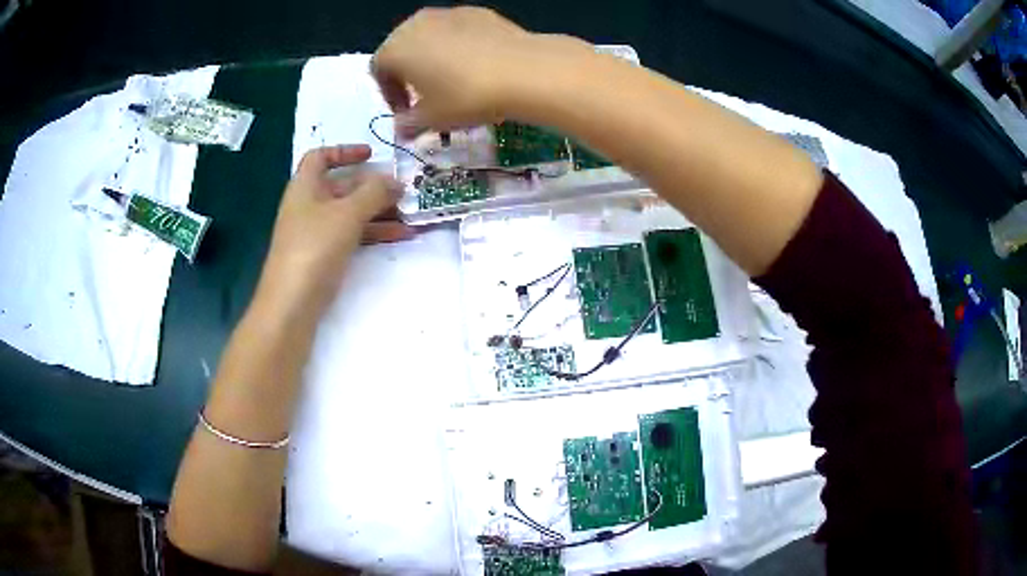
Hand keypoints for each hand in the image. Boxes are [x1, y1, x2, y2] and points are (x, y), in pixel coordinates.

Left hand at [255, 145, 410, 317]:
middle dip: (373, 186)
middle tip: (403, 189)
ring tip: (411, 214)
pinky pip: (352, 236)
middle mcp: (309, 206)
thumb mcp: (347, 213)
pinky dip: (374, 233)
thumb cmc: (314, 248)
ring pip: (351, 213)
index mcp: (305, 187)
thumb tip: (396, 180)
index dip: (344, 151)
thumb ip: (374, 193)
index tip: (371, 155)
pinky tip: (401, 236)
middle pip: (342, 186)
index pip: (320, 157)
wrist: (291, 304)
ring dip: (380, 211)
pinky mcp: (324, 257)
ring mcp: (316, 233)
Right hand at [372, 7, 592, 133]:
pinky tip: (478, 66)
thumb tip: (402, 128)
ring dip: (433, 58)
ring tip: (453, 81)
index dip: (389, 94)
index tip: (407, 113)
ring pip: (430, 37)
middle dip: (409, 73)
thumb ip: (409, 124)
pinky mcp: (477, 12)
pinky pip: (457, 31)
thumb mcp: (432, 119)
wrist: (522, 70)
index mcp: (395, 48)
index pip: (379, 70)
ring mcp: (447, 13)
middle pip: (402, 48)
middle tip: (426, 97)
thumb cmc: (464, 97)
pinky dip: (458, 47)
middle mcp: (415, 23)